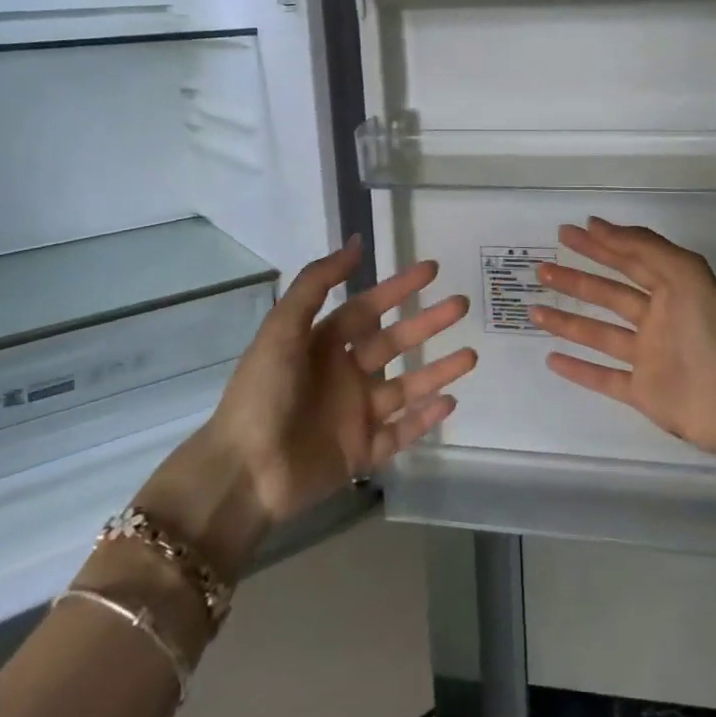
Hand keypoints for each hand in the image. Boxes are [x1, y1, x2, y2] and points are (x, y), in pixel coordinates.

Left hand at [136, 238, 475, 580]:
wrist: (244, 473)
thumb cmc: (262, 393)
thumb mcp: (283, 329)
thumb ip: (318, 283)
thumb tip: (356, 243)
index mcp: (322, 345)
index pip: (368, 309)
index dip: (398, 288)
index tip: (432, 269)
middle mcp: (343, 376)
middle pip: (394, 343)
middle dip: (428, 323)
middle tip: (462, 305)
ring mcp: (354, 416)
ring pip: (406, 387)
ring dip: (438, 371)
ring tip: (471, 356)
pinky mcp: (361, 453)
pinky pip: (401, 432)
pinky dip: (425, 419)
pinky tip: (450, 401)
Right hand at [530, 218, 715, 464]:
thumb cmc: (707, 329)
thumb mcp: (682, 272)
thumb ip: (642, 246)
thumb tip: (598, 225)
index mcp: (671, 289)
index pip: (629, 260)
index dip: (600, 244)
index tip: (568, 232)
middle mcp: (658, 319)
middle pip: (609, 294)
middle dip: (577, 279)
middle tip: (542, 269)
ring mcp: (648, 356)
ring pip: (600, 334)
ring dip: (568, 321)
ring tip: (534, 310)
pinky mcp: (642, 391)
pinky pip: (603, 377)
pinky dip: (578, 369)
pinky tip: (552, 358)